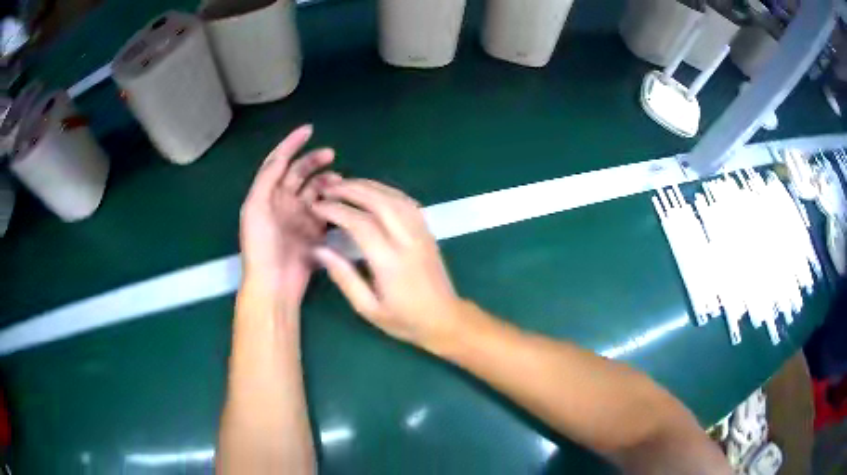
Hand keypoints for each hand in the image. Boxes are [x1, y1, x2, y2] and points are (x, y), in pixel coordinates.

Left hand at [240, 125, 339, 304]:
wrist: (273, 283)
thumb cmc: (260, 244)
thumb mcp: (256, 207)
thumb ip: (268, 178)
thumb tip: (282, 155)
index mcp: (266, 194)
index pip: (278, 162)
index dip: (291, 144)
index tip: (309, 130)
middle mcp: (282, 202)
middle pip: (299, 173)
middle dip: (313, 161)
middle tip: (331, 155)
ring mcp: (298, 217)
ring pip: (315, 190)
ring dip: (325, 182)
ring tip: (338, 182)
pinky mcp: (313, 232)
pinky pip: (325, 211)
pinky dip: (333, 202)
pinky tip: (341, 200)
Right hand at [310, 179, 460, 346]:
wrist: (445, 319)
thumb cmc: (404, 319)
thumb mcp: (368, 308)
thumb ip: (344, 277)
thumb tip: (319, 249)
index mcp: (390, 262)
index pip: (360, 224)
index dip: (336, 210)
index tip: (316, 206)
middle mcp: (408, 241)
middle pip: (379, 202)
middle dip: (351, 189)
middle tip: (328, 188)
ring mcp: (421, 233)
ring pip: (395, 197)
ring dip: (369, 186)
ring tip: (345, 185)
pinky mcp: (428, 231)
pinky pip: (407, 202)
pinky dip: (387, 191)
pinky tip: (373, 192)